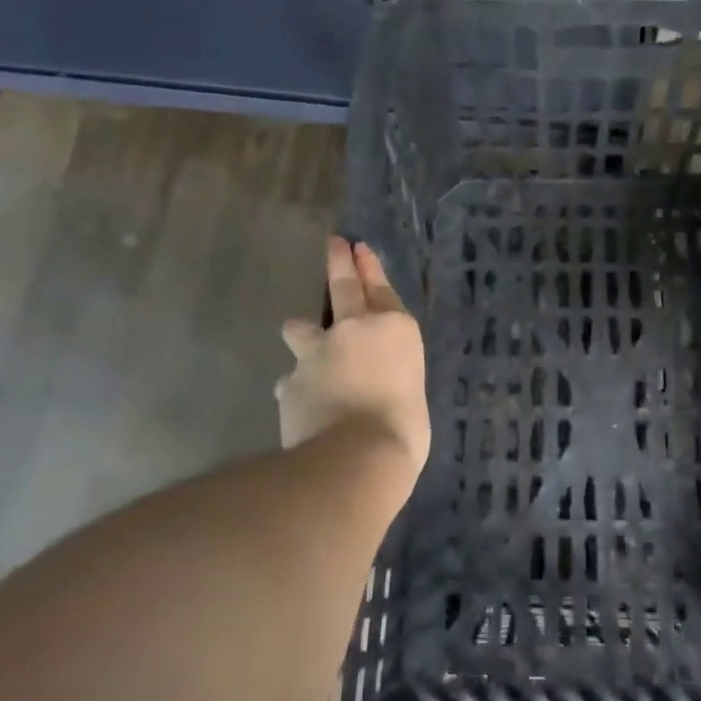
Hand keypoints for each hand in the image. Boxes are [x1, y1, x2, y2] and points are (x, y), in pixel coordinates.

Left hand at [276, 238, 429, 478]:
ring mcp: (316, 352)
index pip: (381, 289)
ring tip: (302, 341)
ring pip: (300, 328)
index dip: (370, 267)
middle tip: (334, 244)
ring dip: (302, 333)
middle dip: (338, 263)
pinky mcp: (289, 381)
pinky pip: (290, 380)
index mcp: (394, 330)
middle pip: (343, 286)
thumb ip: (391, 377)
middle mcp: (354, 330)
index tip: (358, 248)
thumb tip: (375, 386)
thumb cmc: (403, 430)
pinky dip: (297, 388)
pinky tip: (301, 403)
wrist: (355, 456)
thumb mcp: (411, 394)